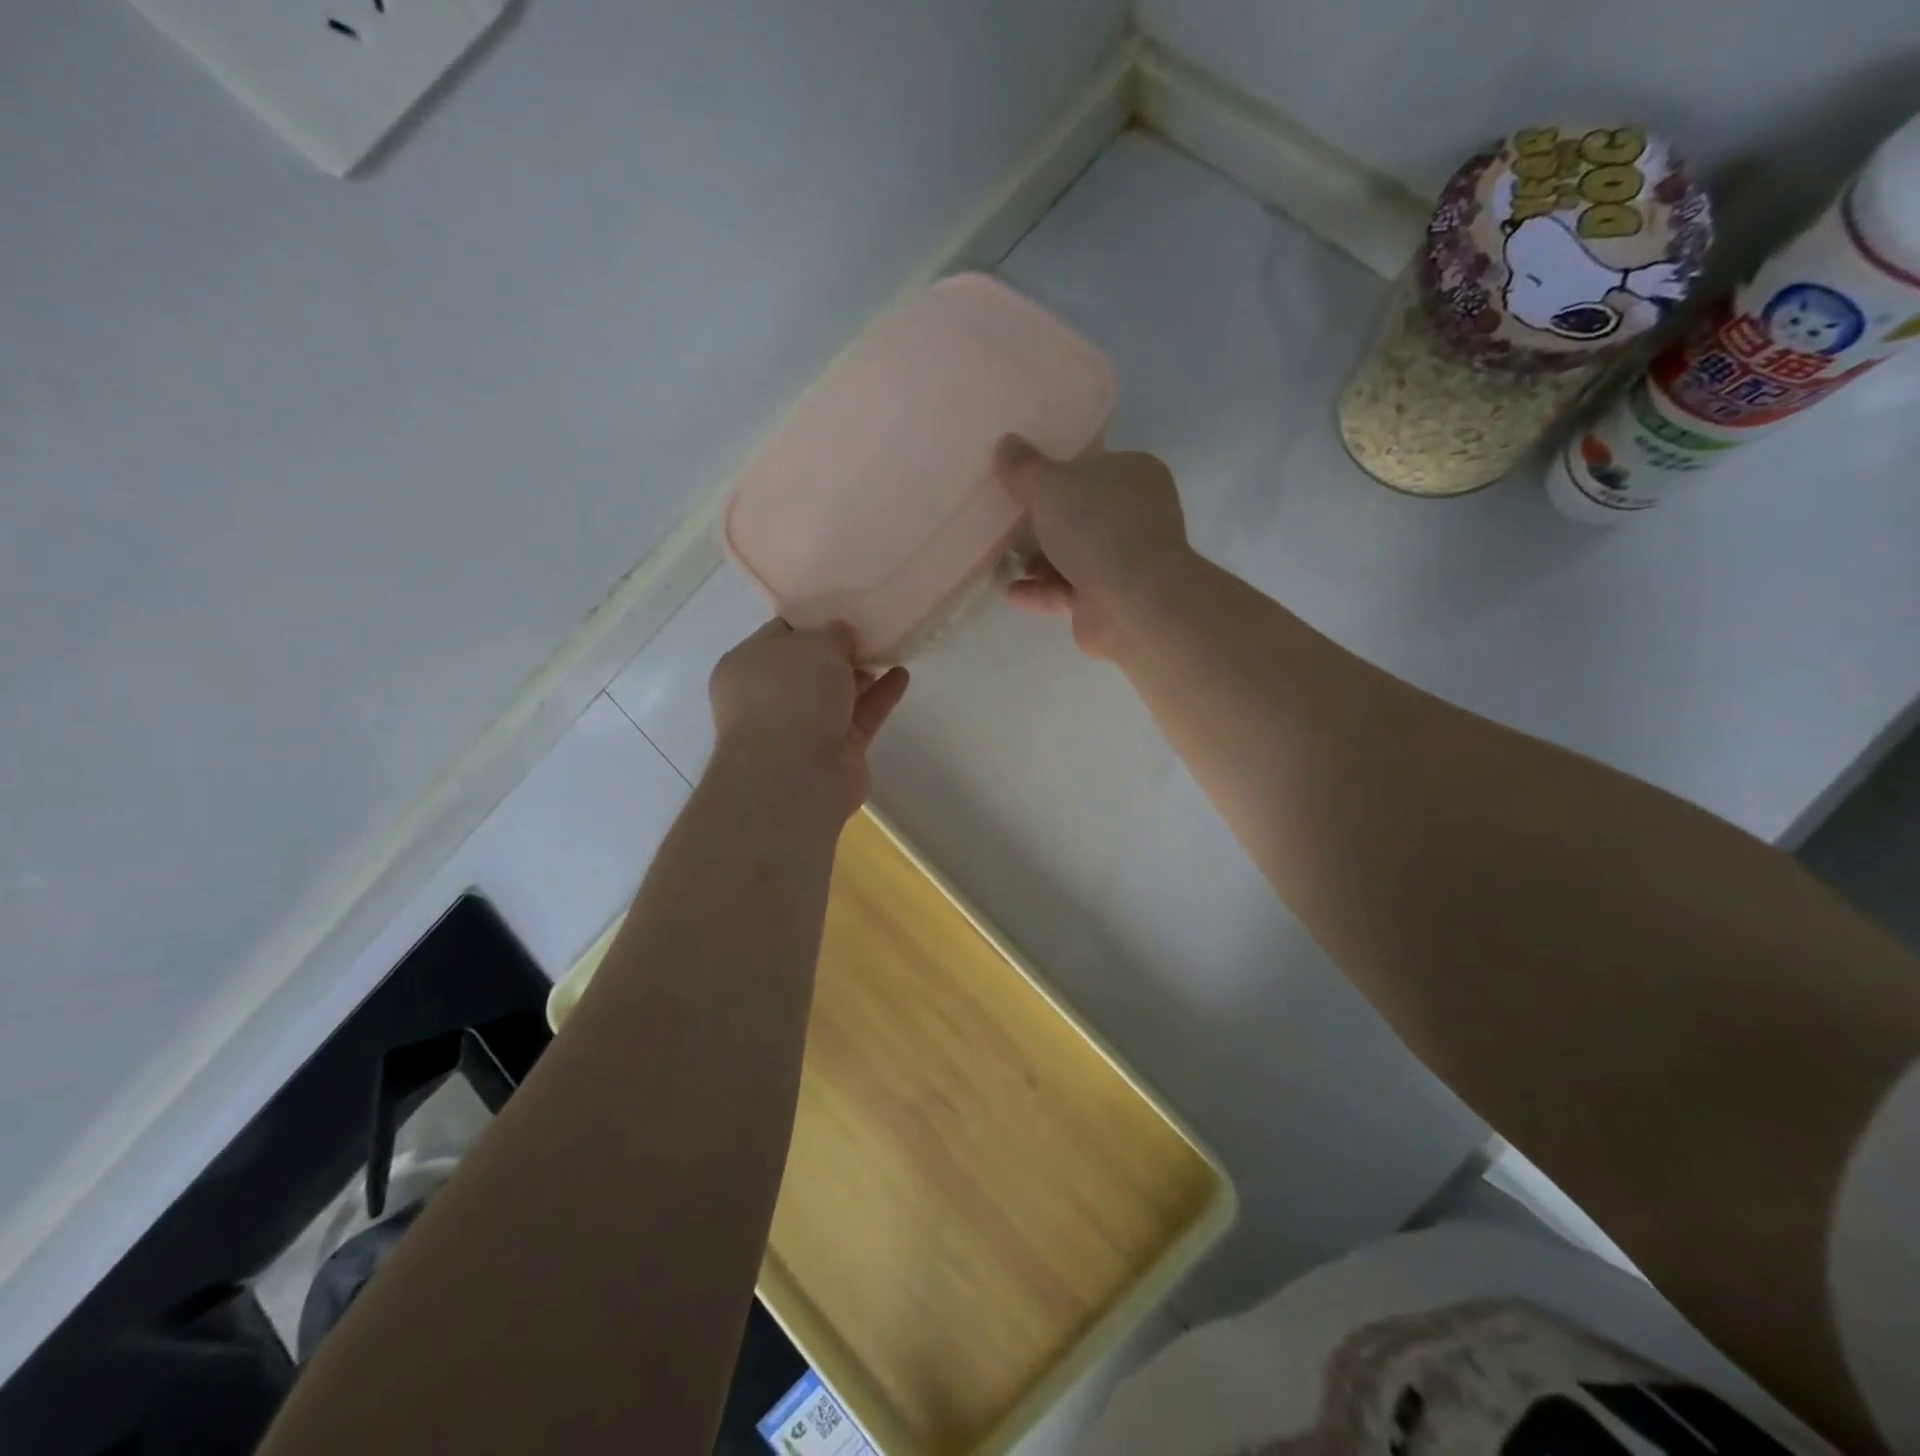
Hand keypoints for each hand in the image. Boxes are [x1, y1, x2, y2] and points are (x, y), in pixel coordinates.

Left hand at [708, 620, 908, 817]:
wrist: (796, 776)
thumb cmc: (793, 695)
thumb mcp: (816, 644)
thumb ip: (834, 633)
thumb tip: (842, 637)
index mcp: (748, 666)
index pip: (781, 634)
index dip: (813, 620)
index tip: (844, 609)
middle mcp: (770, 697)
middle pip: (810, 666)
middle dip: (839, 650)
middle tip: (872, 629)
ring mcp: (802, 727)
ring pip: (836, 693)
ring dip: (862, 673)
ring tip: (892, 649)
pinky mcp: (834, 751)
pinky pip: (860, 716)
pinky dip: (879, 696)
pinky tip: (901, 675)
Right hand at [995, 435, 1192, 658]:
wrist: (1132, 603)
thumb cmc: (1096, 529)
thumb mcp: (1050, 485)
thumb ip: (1023, 466)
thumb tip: (1004, 443)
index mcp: (1133, 475)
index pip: (1089, 467)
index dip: (1053, 474)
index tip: (1017, 482)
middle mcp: (1134, 516)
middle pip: (1077, 514)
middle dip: (1039, 522)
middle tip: (1001, 522)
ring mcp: (1124, 561)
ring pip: (1071, 555)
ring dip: (1035, 560)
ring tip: (998, 560)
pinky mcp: (1109, 599)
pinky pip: (1067, 590)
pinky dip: (1040, 590)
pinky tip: (1010, 591)